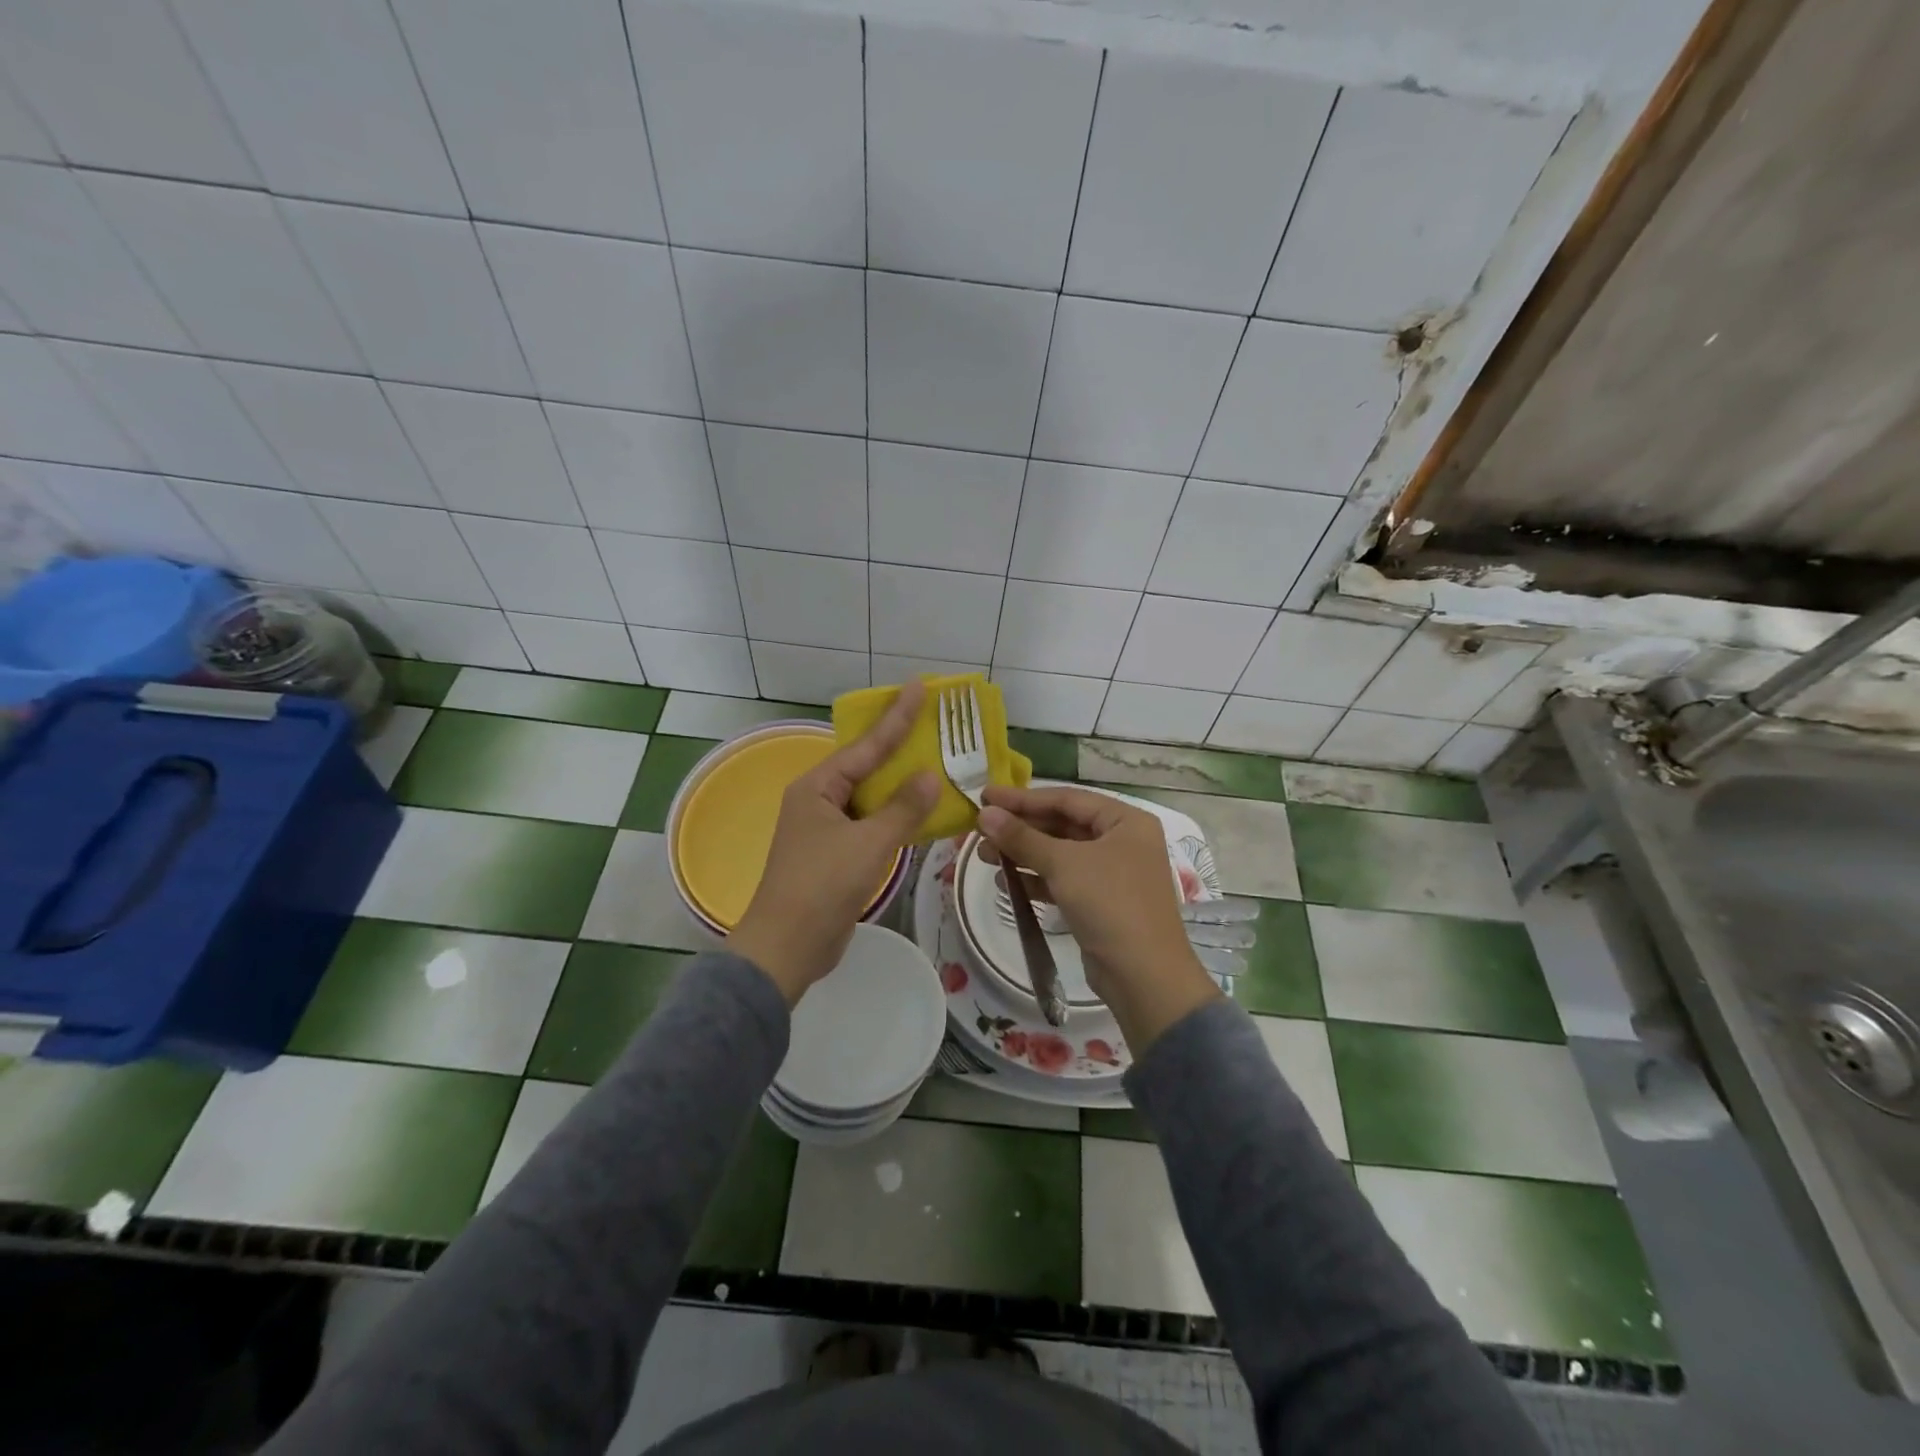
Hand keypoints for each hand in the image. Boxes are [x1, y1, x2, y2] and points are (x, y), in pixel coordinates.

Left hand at [729, 682, 939, 1004]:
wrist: (788, 947)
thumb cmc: (822, 886)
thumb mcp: (868, 843)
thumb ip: (902, 809)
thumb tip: (929, 775)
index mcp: (818, 787)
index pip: (866, 746)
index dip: (896, 717)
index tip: (919, 687)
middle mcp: (819, 800)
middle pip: (866, 766)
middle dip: (900, 746)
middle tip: (933, 722)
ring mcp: (826, 828)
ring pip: (870, 797)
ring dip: (901, 785)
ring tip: (936, 762)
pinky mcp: (836, 854)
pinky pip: (871, 823)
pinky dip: (895, 816)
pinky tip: (921, 811)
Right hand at [978, 785, 1219, 1051]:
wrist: (1144, 976)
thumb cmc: (1109, 904)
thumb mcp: (1063, 864)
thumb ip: (1022, 837)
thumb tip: (984, 814)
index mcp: (1126, 820)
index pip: (1067, 799)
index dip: (1023, 798)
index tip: (985, 796)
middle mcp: (1123, 841)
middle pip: (1063, 825)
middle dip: (1021, 829)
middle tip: (980, 830)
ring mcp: (1114, 873)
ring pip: (1061, 854)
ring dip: (1023, 853)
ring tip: (984, 856)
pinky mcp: (1102, 902)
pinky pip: (1064, 879)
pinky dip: (1037, 878)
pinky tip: (1006, 882)